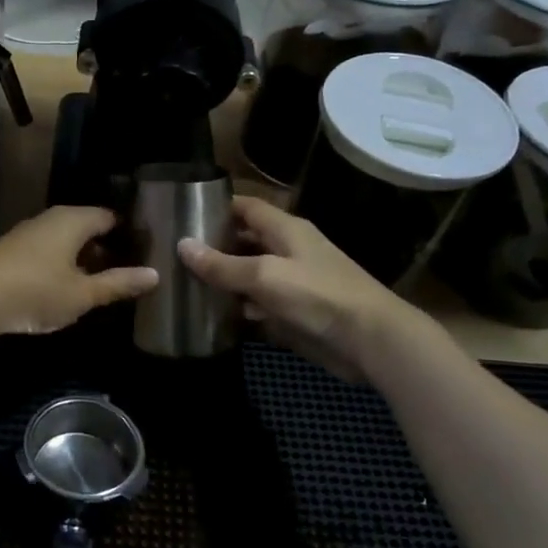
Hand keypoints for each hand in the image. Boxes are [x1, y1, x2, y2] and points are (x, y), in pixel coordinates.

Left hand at [0, 207, 157, 338]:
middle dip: (105, 247)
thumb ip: (118, 284)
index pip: (109, 217)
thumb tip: (154, 274)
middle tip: (126, 270)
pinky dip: (60, 264)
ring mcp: (28, 232)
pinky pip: (46, 251)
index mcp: (74, 220)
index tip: (145, 250)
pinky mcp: (11, 250)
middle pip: (86, 227)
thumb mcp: (83, 294)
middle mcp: (51, 218)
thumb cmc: (36, 291)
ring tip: (98, 283)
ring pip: (64, 240)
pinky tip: (63, 287)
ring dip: (81, 258)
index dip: (128, 233)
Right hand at [178, 196, 422, 385]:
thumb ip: (222, 264)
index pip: (246, 207)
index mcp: (286, 229)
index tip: (185, 212)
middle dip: (215, 245)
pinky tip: (216, 314)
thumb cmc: (318, 296)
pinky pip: (261, 303)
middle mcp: (289, 249)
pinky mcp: (296, 311)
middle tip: (176, 253)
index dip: (218, 206)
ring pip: (251, 274)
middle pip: (246, 240)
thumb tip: (182, 246)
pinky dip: (242, 306)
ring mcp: (294, 282)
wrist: (370, 341)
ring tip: (186, 283)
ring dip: (225, 279)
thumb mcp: (264, 276)